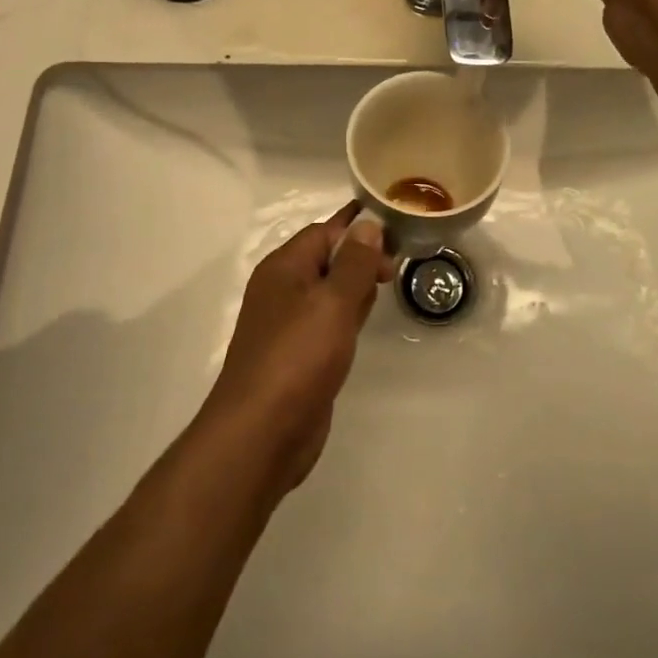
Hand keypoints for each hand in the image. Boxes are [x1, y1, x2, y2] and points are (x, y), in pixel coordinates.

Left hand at [201, 203, 394, 493]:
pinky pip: (326, 323)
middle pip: (325, 259)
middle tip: (395, 269)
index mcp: (283, 267)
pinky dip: (346, 317)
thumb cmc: (298, 357)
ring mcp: (287, 324)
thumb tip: (367, 224)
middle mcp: (281, 290)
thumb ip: (354, 263)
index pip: (324, 232)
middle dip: (359, 258)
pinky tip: (363, 325)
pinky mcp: (296, 355)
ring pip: (328, 292)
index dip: (359, 230)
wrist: (261, 433)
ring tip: (385, 287)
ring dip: (354, 287)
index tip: (397, 237)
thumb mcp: (333, 302)